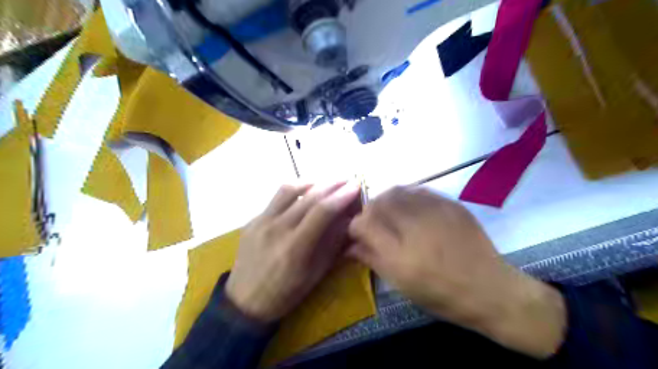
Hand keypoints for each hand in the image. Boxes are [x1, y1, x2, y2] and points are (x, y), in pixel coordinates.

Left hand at [227, 182, 359, 322]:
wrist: (244, 302)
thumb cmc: (285, 294)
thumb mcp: (315, 274)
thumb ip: (331, 244)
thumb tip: (346, 219)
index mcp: (295, 247)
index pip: (322, 211)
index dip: (341, 196)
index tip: (356, 186)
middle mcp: (276, 229)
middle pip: (308, 196)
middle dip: (331, 184)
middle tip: (346, 180)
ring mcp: (260, 222)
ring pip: (288, 189)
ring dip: (311, 182)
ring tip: (325, 184)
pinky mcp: (252, 220)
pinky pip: (275, 199)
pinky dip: (294, 193)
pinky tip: (302, 197)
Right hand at [349, 186, 564, 359]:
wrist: (491, 290)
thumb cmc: (442, 295)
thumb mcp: (401, 285)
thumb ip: (373, 260)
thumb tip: (350, 245)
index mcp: (399, 254)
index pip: (363, 223)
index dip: (355, 226)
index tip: (358, 234)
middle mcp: (414, 227)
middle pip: (378, 202)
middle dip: (369, 210)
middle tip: (373, 222)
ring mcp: (434, 212)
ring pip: (397, 191)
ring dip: (387, 200)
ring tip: (391, 213)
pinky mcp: (450, 204)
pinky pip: (418, 190)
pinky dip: (407, 197)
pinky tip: (411, 208)